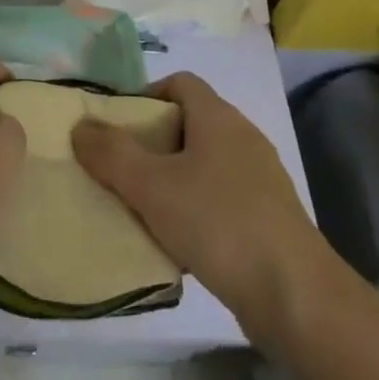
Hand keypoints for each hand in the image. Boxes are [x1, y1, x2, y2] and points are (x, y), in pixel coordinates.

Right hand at [71, 72, 331, 341]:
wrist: (297, 297)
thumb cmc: (219, 224)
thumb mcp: (152, 187)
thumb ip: (111, 154)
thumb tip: (81, 125)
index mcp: (218, 117)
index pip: (179, 82)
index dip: (146, 95)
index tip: (119, 127)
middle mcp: (243, 137)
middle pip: (190, 122)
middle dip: (153, 142)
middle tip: (122, 169)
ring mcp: (261, 178)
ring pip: (204, 163)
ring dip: (173, 179)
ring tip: (144, 208)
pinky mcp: (270, 217)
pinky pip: (222, 197)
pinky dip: (197, 208)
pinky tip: (180, 241)